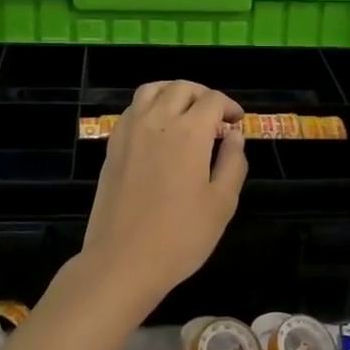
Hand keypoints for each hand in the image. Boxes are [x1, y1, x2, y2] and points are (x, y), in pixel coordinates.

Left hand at [78, 81, 247, 310]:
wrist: (123, 261)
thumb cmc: (180, 237)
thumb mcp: (222, 203)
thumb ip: (233, 162)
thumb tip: (234, 136)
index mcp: (189, 133)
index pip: (212, 100)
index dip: (229, 106)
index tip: (237, 123)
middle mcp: (157, 122)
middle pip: (181, 88)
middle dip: (203, 95)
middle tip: (216, 116)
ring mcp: (129, 132)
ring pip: (152, 90)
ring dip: (173, 93)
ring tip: (186, 112)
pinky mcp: (112, 146)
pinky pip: (132, 110)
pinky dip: (149, 107)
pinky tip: (158, 129)